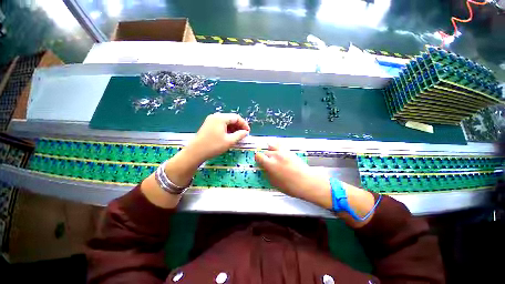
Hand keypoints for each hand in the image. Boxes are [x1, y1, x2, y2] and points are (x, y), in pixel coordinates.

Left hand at [186, 113, 249, 162]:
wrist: (195, 152)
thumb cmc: (213, 146)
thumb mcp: (229, 141)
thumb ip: (240, 135)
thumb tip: (245, 132)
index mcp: (221, 118)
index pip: (236, 117)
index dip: (244, 124)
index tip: (248, 132)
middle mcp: (216, 116)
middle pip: (231, 118)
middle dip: (239, 126)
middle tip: (243, 135)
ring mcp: (211, 120)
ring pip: (226, 122)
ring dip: (233, 128)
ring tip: (237, 136)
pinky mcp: (208, 125)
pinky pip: (221, 124)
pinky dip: (227, 129)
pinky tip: (229, 136)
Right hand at [255, 144, 331, 207]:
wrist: (307, 182)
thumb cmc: (291, 185)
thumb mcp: (274, 182)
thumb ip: (267, 173)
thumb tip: (265, 169)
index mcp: (270, 164)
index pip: (258, 156)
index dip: (257, 159)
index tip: (259, 162)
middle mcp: (276, 155)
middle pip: (265, 152)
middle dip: (265, 157)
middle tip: (267, 162)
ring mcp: (283, 152)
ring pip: (272, 146)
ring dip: (270, 150)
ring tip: (272, 155)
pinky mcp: (289, 151)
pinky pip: (280, 145)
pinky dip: (277, 146)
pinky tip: (278, 151)